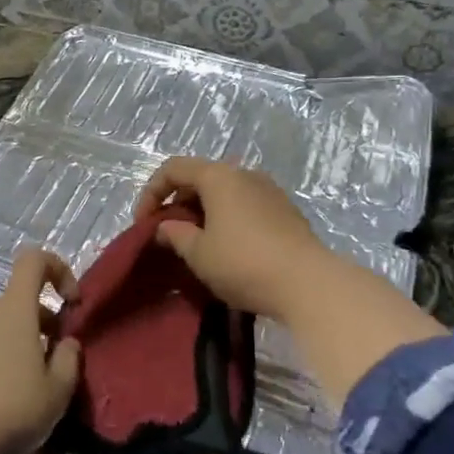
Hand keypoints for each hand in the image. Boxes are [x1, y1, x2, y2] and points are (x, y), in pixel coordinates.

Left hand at [0, 247, 82, 453]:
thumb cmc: (11, 411)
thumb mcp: (57, 392)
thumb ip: (69, 359)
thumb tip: (66, 343)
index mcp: (13, 308)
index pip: (34, 260)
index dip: (58, 269)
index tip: (71, 303)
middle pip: (17, 300)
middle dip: (41, 321)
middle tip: (53, 361)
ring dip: (15, 341)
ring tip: (25, 383)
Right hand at [133, 157, 333, 321]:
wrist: (309, 284)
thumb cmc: (244, 263)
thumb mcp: (199, 253)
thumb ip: (175, 234)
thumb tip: (164, 227)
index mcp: (219, 176)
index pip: (173, 168)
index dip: (151, 192)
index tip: (144, 223)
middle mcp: (244, 173)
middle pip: (200, 177)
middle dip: (178, 203)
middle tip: (169, 234)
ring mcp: (269, 190)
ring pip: (225, 192)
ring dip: (204, 212)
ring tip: (197, 242)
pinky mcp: (286, 211)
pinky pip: (245, 205)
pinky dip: (227, 218)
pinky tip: (228, 247)